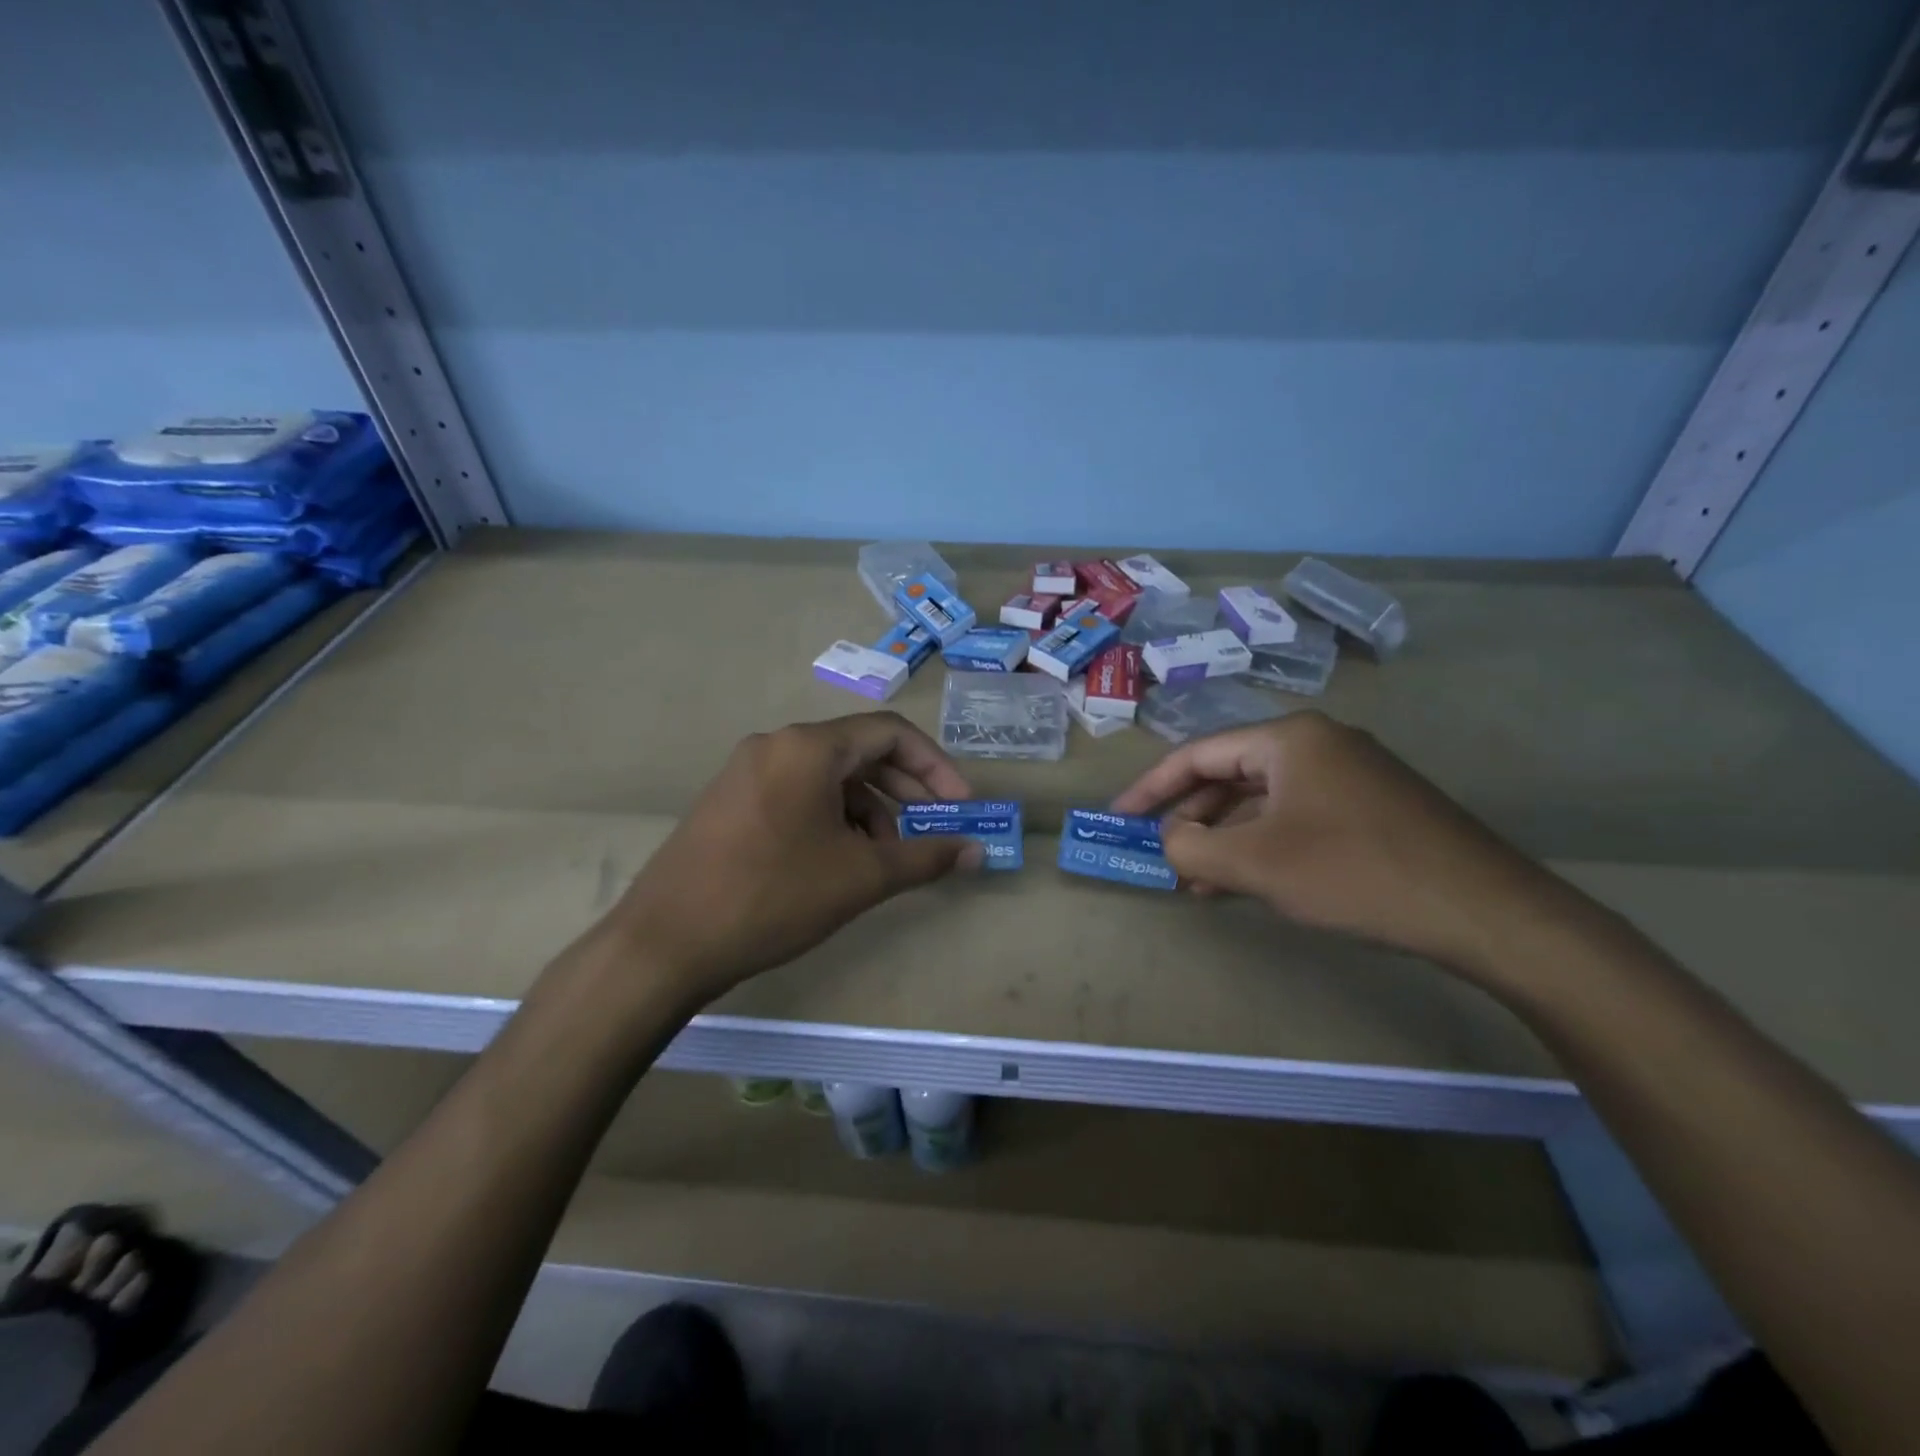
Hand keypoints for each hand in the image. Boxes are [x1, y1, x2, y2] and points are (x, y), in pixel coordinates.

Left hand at [610, 713, 981, 999]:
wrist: (664, 943)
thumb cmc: (772, 897)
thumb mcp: (860, 877)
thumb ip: (925, 857)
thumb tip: (978, 851)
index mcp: (808, 748)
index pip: (890, 733)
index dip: (935, 766)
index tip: (960, 806)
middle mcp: (775, 746)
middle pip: (859, 752)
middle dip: (905, 790)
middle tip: (933, 829)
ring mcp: (746, 772)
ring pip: (828, 777)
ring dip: (869, 809)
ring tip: (885, 857)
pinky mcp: (729, 801)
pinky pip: (797, 794)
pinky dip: (832, 818)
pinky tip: (840, 861)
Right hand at [1110, 712, 1554, 972]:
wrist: (1485, 911)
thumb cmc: (1355, 873)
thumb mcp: (1256, 864)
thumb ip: (1191, 849)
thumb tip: (1169, 840)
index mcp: (1288, 739)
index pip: (1198, 754)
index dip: (1151, 788)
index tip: (1119, 817)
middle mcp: (1318, 744)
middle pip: (1230, 774)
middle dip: (1190, 817)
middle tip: (1160, 854)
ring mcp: (1351, 775)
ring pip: (1263, 801)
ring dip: (1224, 837)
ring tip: (1195, 880)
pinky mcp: (1372, 808)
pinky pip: (1296, 817)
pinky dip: (1262, 845)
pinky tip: (1247, 881)